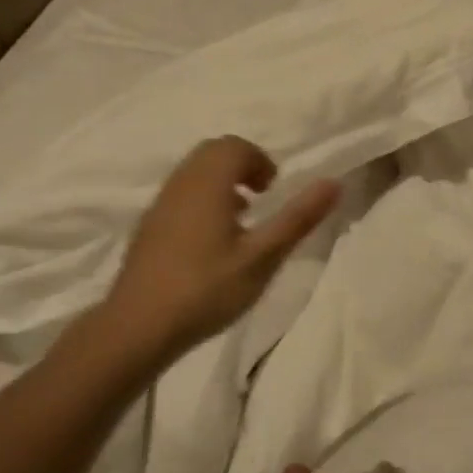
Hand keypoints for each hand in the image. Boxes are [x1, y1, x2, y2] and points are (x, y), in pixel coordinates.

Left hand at [103, 136, 339, 360]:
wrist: (137, 327)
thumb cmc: (206, 290)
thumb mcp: (262, 257)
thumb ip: (297, 218)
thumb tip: (334, 182)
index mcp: (208, 183)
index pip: (235, 146)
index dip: (259, 160)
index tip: (272, 191)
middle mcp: (180, 183)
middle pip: (212, 152)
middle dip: (241, 166)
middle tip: (261, 199)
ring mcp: (159, 204)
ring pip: (193, 172)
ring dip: (221, 182)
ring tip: (240, 221)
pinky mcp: (148, 226)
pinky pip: (180, 193)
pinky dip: (202, 199)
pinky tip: (210, 241)